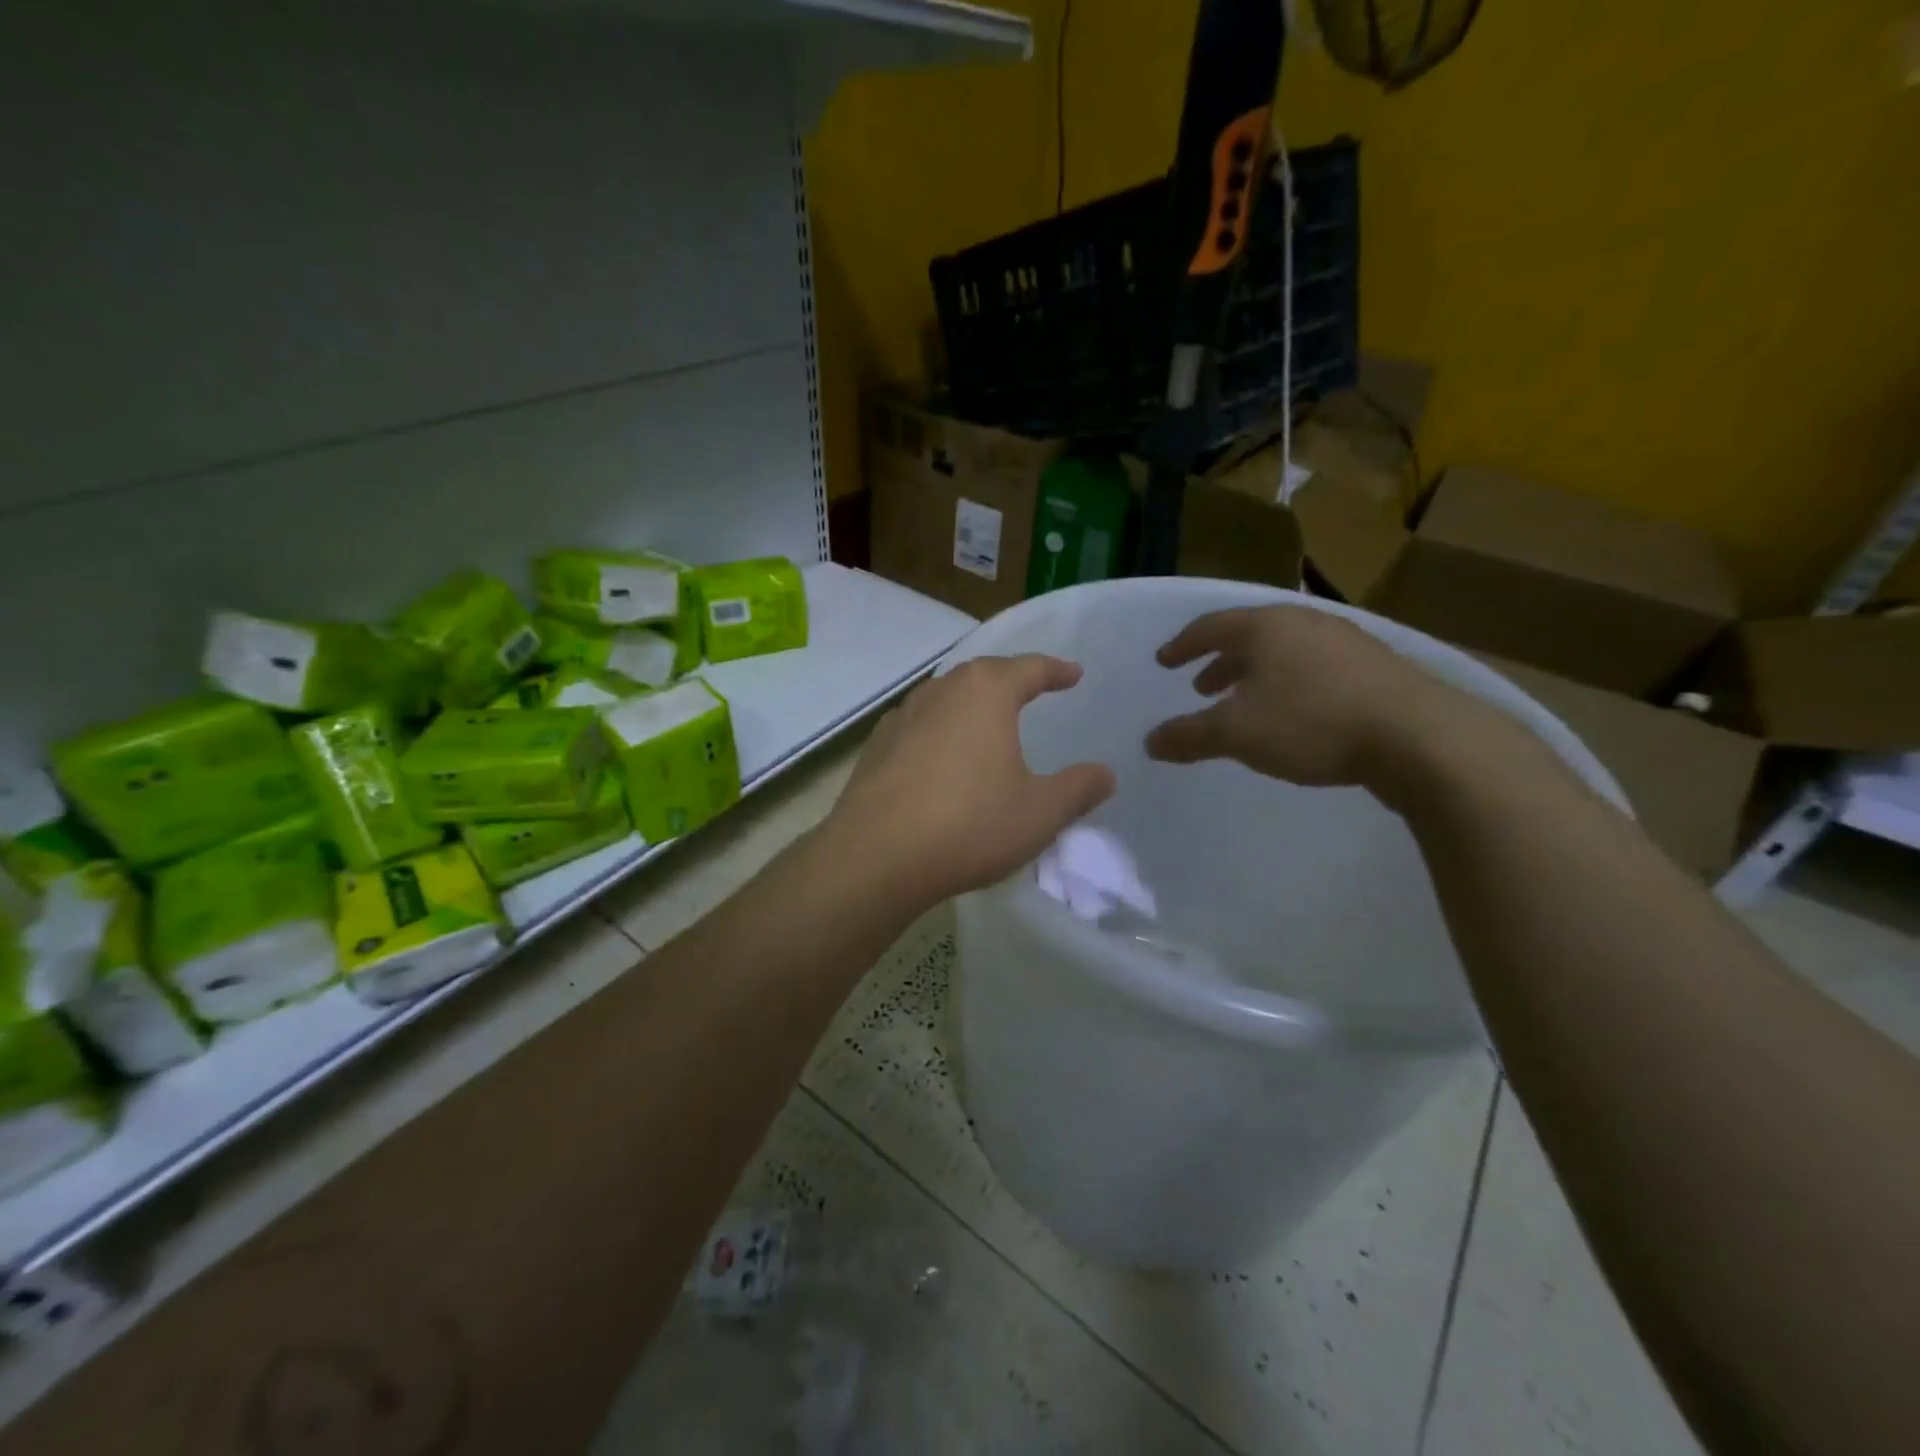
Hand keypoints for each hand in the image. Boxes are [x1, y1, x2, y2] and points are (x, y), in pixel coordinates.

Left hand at [825, 655, 1115, 907]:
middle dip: (1010, 679)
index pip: (1029, 668)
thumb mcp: (1041, 812)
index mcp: (985, 693)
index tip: (1073, 674)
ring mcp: (902, 717)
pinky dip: (940, 730)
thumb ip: (1078, 789)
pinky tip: (942, 754)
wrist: (876, 856)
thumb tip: (1105, 773)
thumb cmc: (970, 825)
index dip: (1056, 670)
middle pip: (982, 674)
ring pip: (945, 696)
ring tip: (987, 719)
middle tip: (1031, 689)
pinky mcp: (876, 746)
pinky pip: (919, 725)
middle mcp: (941, 691)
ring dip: (971, 702)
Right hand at [1145, 605, 1497, 792]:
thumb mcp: (1236, 734)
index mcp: (1265, 627)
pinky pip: (1315, 667)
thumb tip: (1150, 742)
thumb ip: (1189, 736)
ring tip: (1245, 703)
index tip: (1164, 661)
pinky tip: (1295, 713)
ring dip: (1256, 675)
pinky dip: (1290, 684)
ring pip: (1285, 652)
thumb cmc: (1311, 723)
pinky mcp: (1375, 667)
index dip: (1182, 646)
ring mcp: (1345, 641)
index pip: (1209, 627)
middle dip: (1220, 663)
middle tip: (1202, 687)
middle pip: (1249, 636)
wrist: (1418, 736)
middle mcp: (1303, 622)